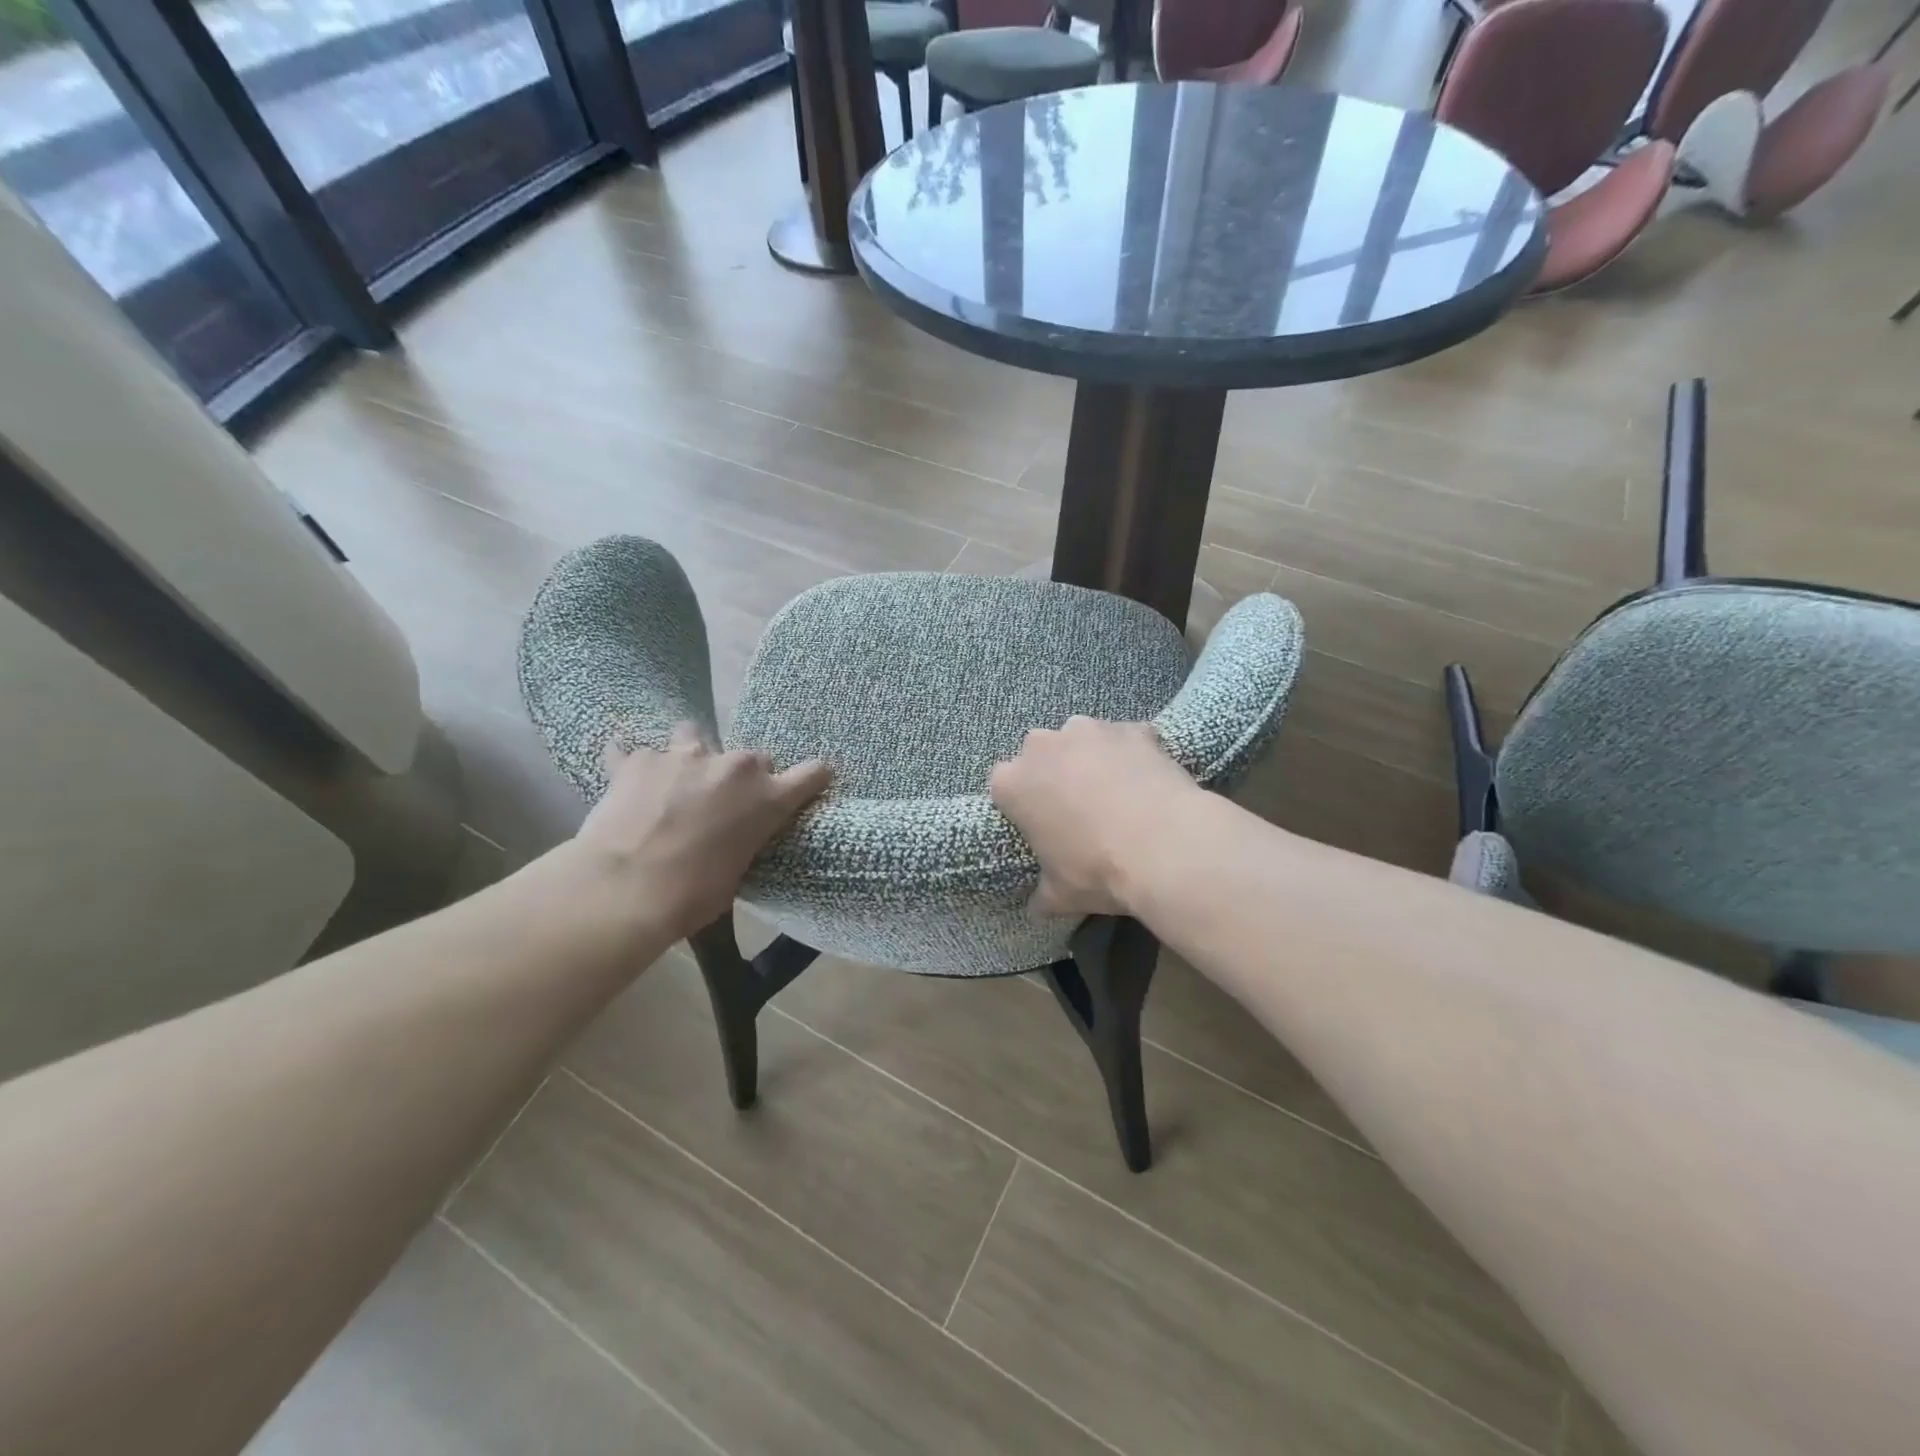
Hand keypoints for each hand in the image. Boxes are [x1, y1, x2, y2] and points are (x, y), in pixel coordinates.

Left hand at [568, 724, 830, 940]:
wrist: (624, 890)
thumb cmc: (691, 896)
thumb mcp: (736, 873)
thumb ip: (743, 841)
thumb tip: (730, 839)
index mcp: (767, 799)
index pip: (812, 773)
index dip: (813, 778)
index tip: (811, 783)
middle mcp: (734, 767)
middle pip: (753, 759)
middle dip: (741, 778)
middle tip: (721, 804)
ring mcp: (684, 756)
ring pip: (694, 735)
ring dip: (691, 755)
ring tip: (674, 780)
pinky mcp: (639, 760)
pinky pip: (634, 752)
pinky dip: (633, 767)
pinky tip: (623, 782)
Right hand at [988, 717, 1198, 916]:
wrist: (1165, 846)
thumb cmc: (1098, 870)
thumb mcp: (1061, 895)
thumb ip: (1042, 894)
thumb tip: (1038, 907)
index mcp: (1012, 783)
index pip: (1004, 786)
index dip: (1023, 805)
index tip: (1041, 826)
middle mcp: (1042, 745)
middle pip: (1040, 754)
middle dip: (1054, 774)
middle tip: (1078, 808)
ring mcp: (1089, 730)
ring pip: (1082, 739)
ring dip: (1092, 758)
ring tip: (1117, 792)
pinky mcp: (1132, 728)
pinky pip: (1126, 739)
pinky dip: (1132, 754)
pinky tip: (1148, 781)